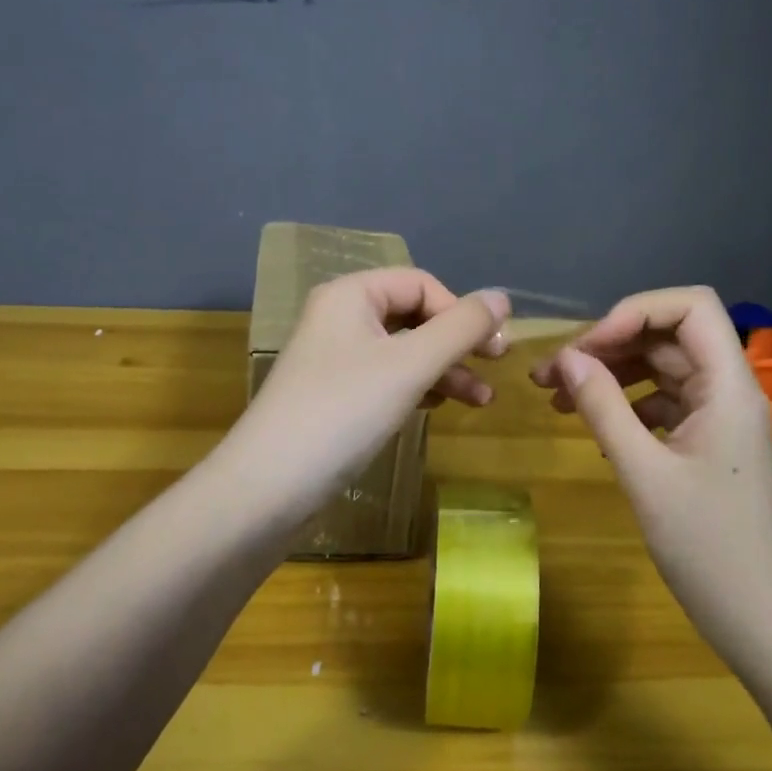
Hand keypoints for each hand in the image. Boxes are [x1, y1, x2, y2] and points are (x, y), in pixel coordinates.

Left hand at [220, 269, 510, 526]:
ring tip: (481, 401)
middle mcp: (340, 319)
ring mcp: (335, 360)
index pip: (421, 284)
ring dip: (444, 370)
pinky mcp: (335, 397)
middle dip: (457, 342)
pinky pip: (387, 379)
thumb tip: (502, 296)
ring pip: (404, 351)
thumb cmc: (344, 412)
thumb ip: (461, 327)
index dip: (460, 310)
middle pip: (414, 316)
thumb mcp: (411, 365)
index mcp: (351, 295)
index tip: (492, 348)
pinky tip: (438, 407)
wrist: (269, 487)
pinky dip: (417, 388)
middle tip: (495, 368)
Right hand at [530, 287, 771, 655]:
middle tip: (551, 374)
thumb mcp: (645, 475)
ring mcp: (720, 418)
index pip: (690, 307)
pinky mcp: (709, 444)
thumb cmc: (708, 549)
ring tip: (557, 398)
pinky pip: (664, 404)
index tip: (588, 348)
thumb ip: (605, 409)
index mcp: (729, 387)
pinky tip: (593, 430)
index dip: (635, 312)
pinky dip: (626, 406)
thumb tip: (568, 359)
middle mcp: (729, 391)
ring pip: (662, 370)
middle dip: (608, 346)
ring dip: (611, 375)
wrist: (759, 620)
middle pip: (668, 336)